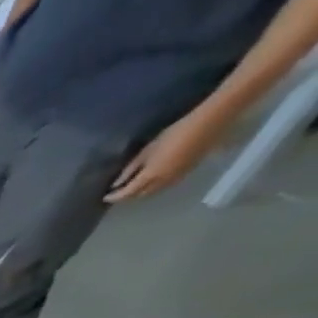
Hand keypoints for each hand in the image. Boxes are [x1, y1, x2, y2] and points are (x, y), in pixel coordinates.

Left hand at [105, 111, 223, 202]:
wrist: (212, 120)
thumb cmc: (176, 132)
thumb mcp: (149, 150)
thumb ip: (131, 168)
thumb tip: (116, 184)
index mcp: (150, 176)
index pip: (127, 194)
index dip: (114, 197)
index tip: (105, 197)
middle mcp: (162, 182)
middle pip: (139, 196)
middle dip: (127, 196)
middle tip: (119, 192)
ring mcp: (176, 178)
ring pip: (153, 193)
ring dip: (141, 193)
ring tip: (134, 188)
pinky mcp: (188, 172)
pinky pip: (166, 186)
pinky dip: (154, 187)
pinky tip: (152, 181)